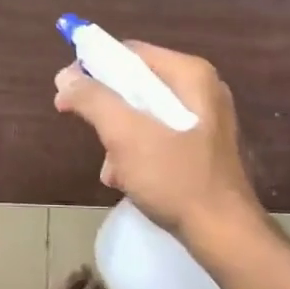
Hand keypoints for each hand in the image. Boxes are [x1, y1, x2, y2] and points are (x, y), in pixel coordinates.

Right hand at [53, 41, 259, 242]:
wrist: (224, 235)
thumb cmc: (176, 178)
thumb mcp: (126, 135)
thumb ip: (93, 100)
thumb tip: (65, 77)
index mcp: (190, 74)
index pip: (130, 53)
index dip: (93, 67)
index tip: (67, 90)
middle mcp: (201, 90)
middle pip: (135, 85)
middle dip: (107, 112)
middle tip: (91, 134)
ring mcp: (204, 120)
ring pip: (143, 114)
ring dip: (118, 140)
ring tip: (112, 170)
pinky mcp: (201, 148)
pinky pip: (157, 137)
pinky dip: (137, 154)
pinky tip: (126, 180)